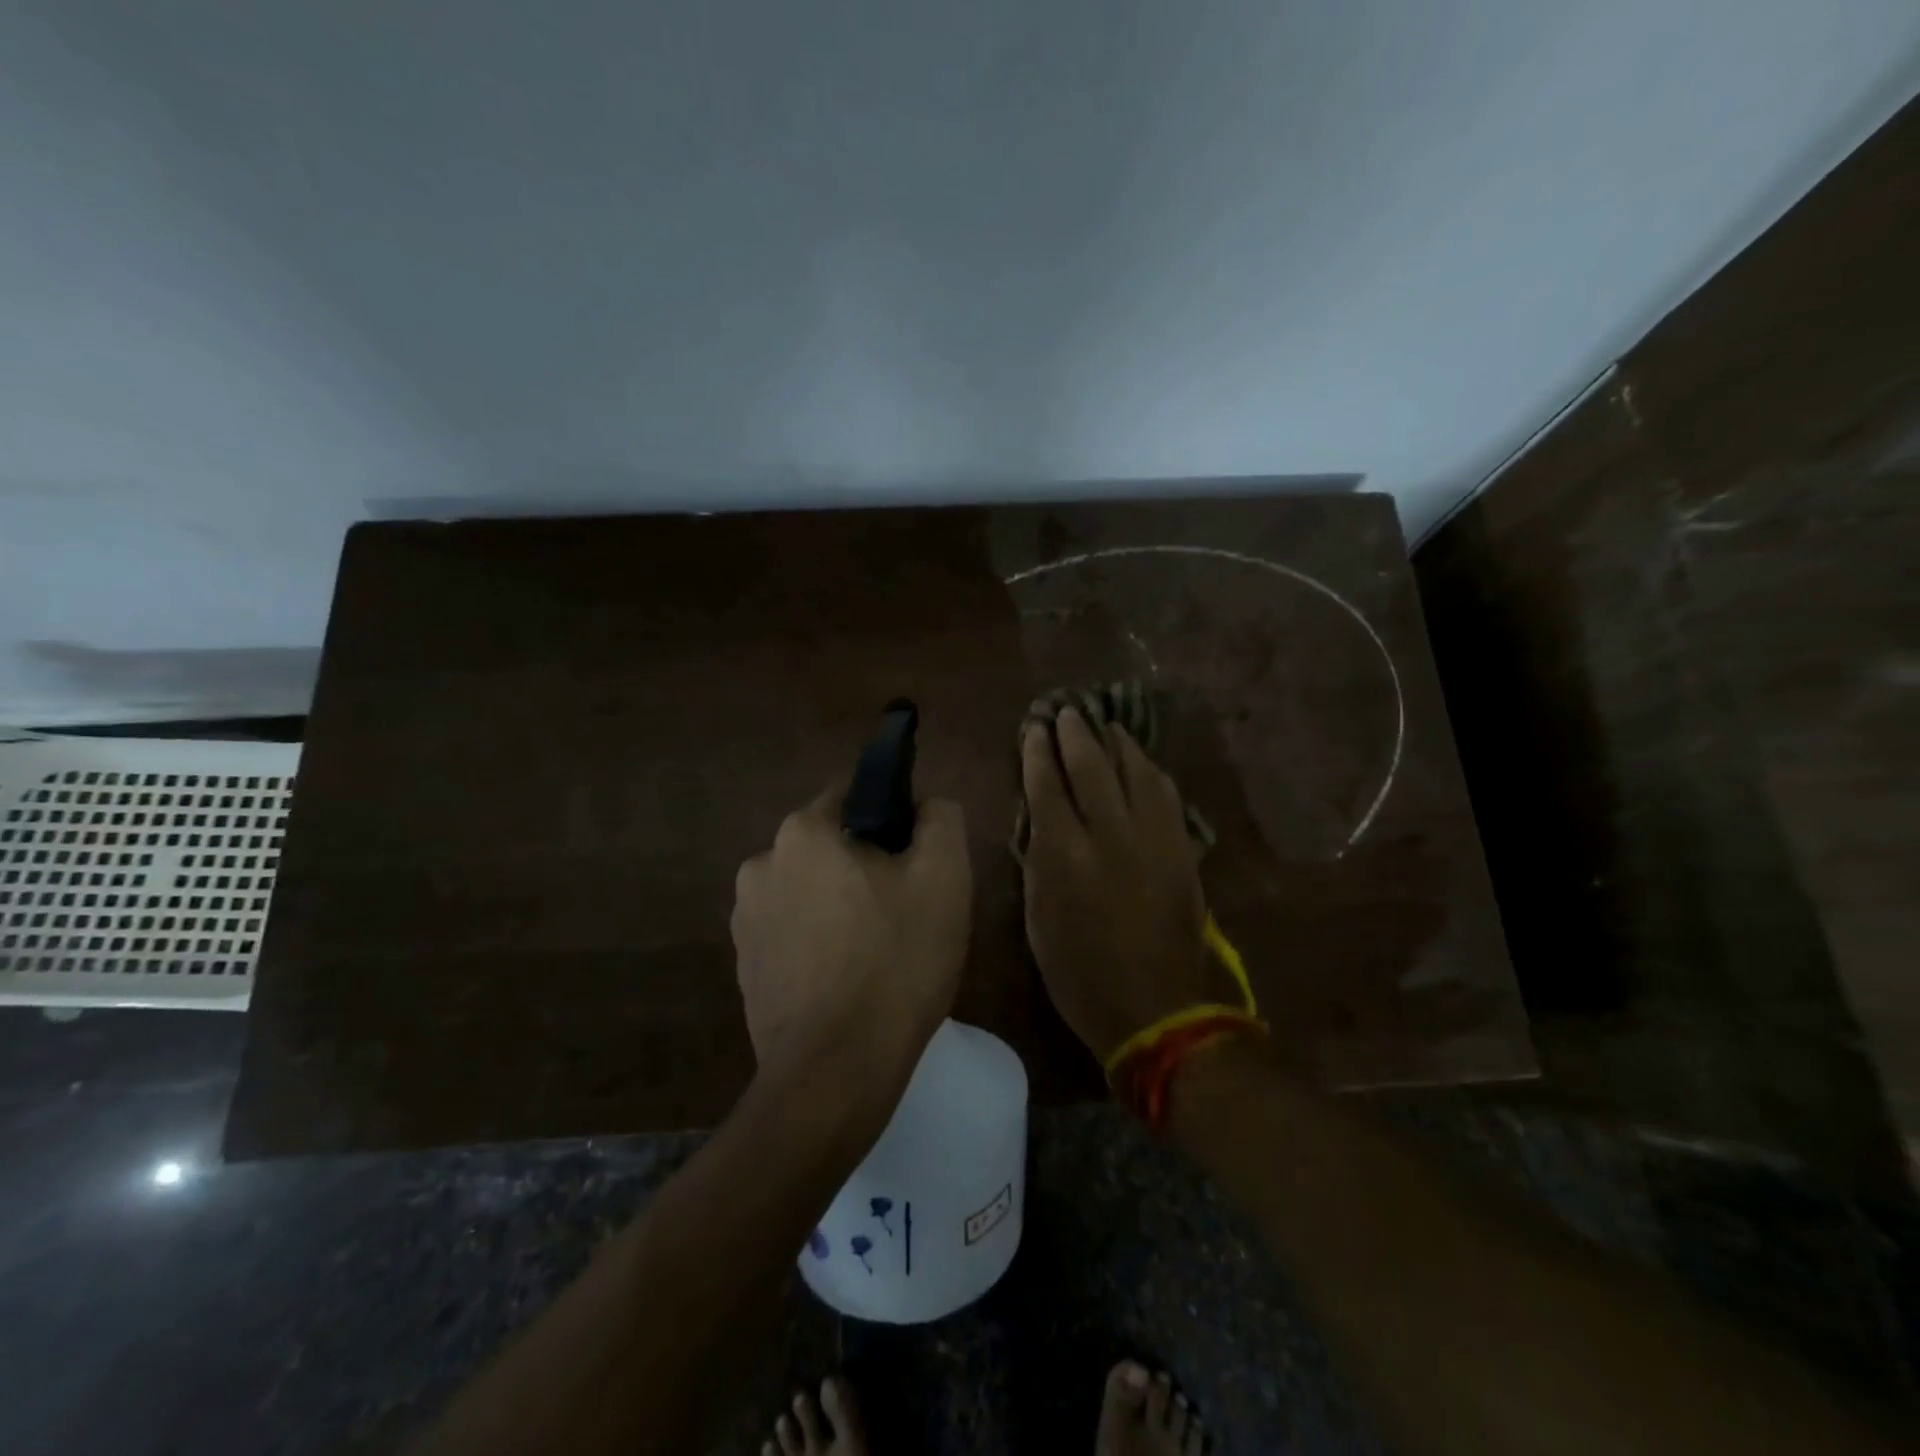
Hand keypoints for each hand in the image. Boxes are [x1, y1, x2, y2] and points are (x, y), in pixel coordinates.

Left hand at [731, 785, 971, 1108]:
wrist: (835, 1071)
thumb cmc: (895, 962)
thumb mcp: (943, 877)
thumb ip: (940, 818)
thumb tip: (925, 805)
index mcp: (803, 832)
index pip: (855, 795)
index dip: (894, 818)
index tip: (917, 859)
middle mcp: (761, 863)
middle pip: (830, 845)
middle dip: (866, 865)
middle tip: (905, 909)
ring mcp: (745, 918)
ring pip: (810, 889)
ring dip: (840, 904)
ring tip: (876, 951)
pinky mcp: (743, 965)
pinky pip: (792, 931)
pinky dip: (818, 941)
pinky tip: (846, 978)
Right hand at [1020, 708, 1220, 1061]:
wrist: (1155, 1008)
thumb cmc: (1080, 973)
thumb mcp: (1039, 919)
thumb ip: (1037, 860)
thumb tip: (1040, 817)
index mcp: (1065, 855)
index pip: (1047, 785)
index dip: (1038, 752)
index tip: (1035, 728)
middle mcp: (1109, 834)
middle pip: (1091, 765)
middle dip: (1076, 733)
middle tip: (1068, 711)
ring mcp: (1152, 838)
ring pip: (1134, 770)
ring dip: (1116, 742)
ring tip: (1104, 724)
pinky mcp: (1182, 848)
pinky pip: (1166, 794)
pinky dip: (1149, 770)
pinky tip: (1140, 761)